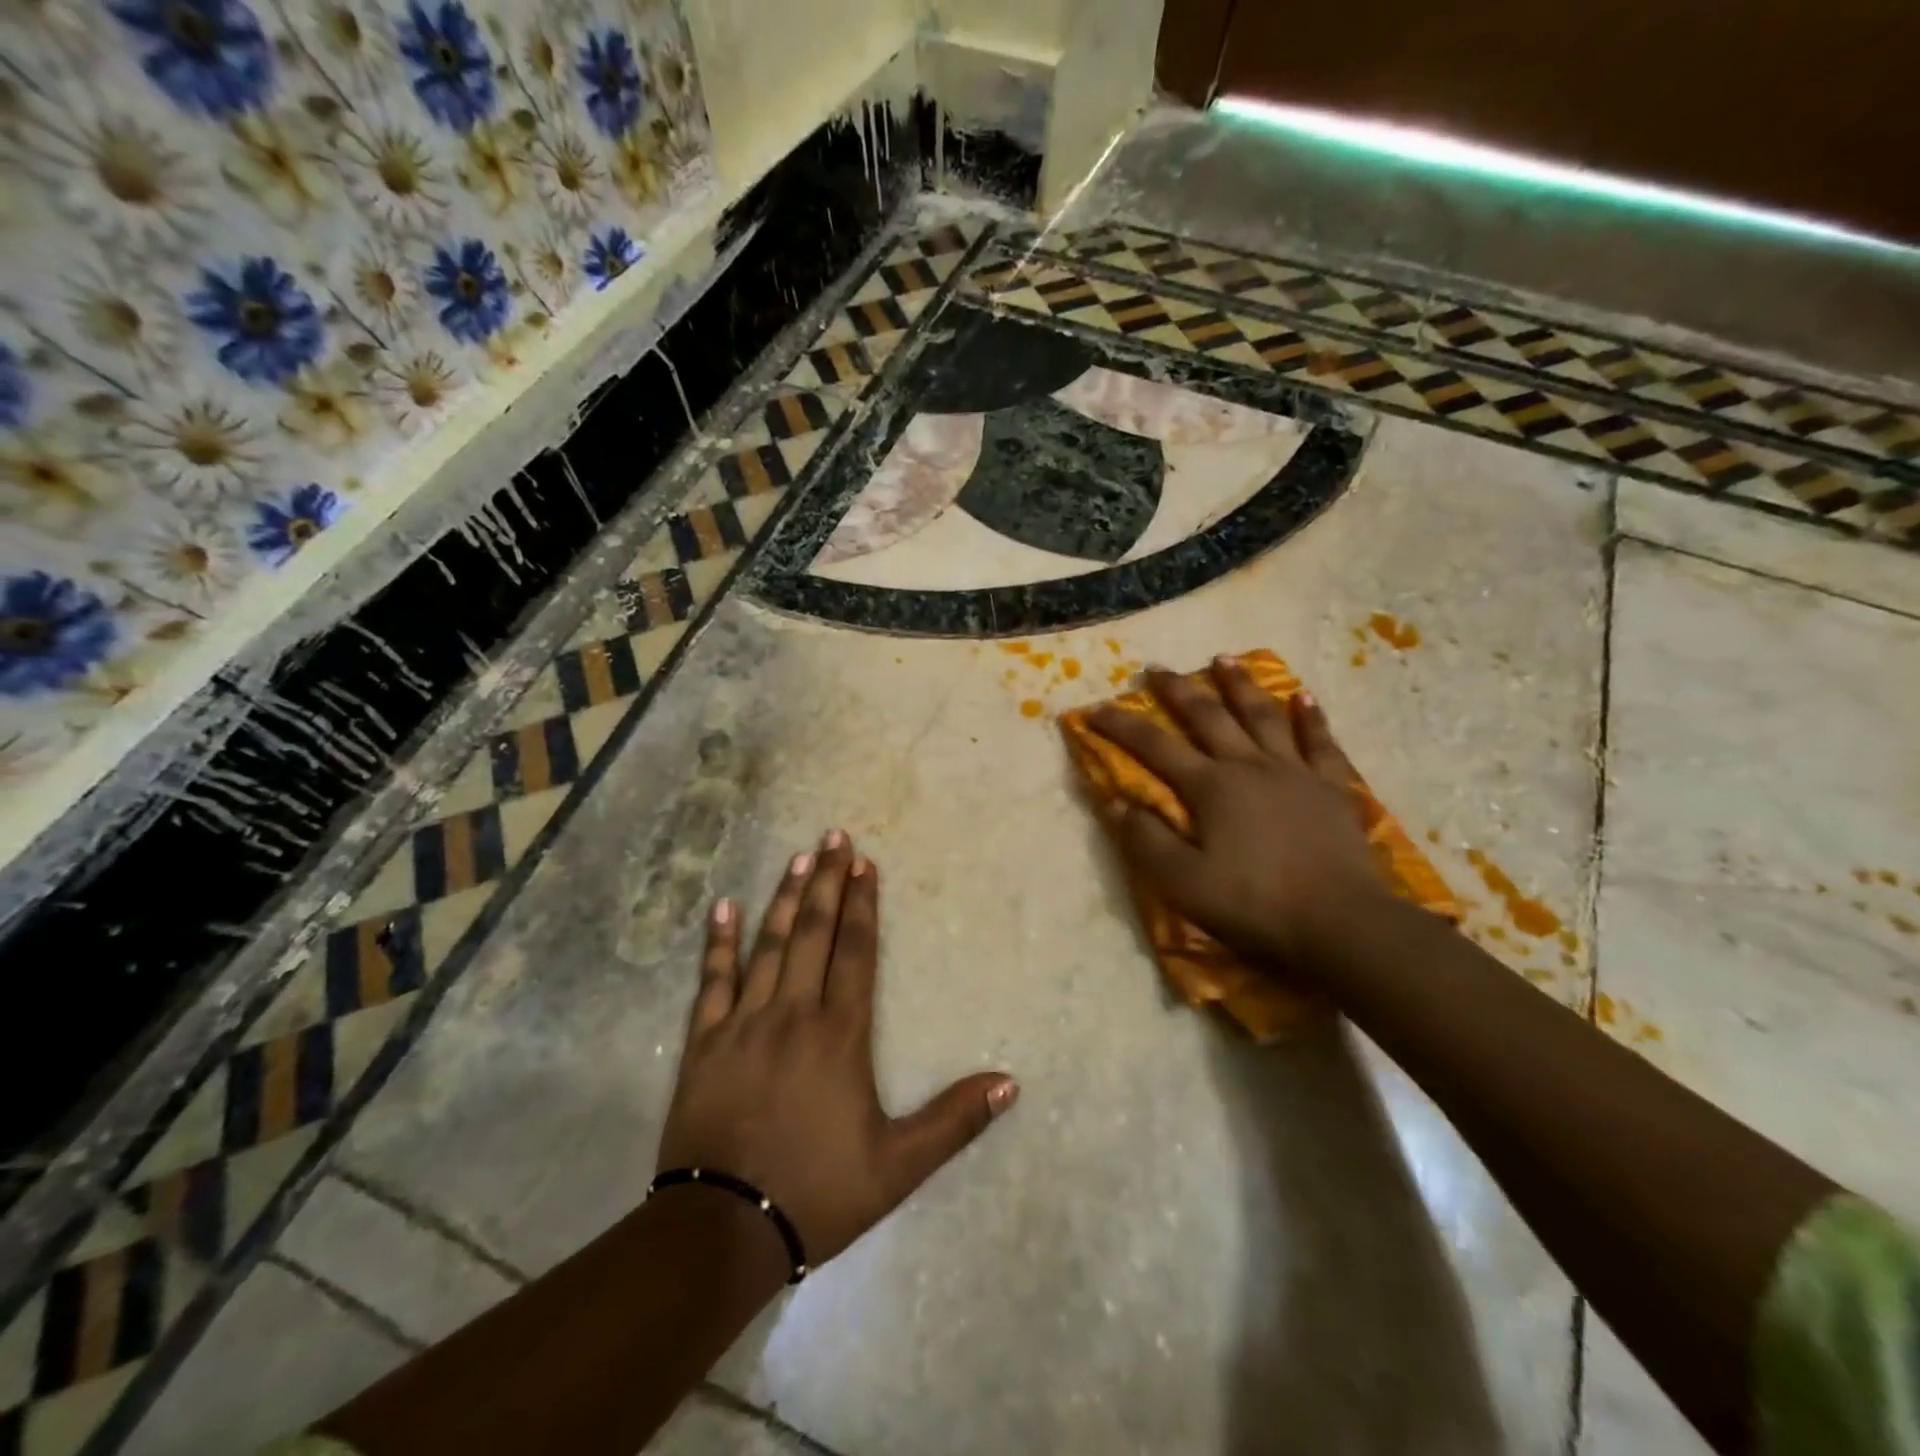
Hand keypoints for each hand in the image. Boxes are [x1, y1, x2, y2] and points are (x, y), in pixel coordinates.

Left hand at [654, 832, 1018, 1269]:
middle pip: (813, 933)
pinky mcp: (704, 1042)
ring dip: (784, 897)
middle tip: (834, 836)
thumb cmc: (816, 1192)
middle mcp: (793, 1014)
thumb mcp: (897, 1166)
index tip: (865, 864)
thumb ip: (954, 1120)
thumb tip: (1010, 1082)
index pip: (855, 952)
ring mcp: (743, 1023)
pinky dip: (718, 942)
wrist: (723, 1230)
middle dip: (826, 882)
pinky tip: (723, 907)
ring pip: (767, 946)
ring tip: (797, 856)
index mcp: (839, 1035)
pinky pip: (711, 981)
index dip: (863, 905)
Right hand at [1087, 658, 1389, 969]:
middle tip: (1158, 669)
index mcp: (1211, 787)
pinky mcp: (1331, 787)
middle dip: (1178, 691)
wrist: (1341, 923)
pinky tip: (1303, 696)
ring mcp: (1295, 771)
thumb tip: (1116, 803)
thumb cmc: (1255, 904)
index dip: (1122, 727)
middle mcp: (1249, 766)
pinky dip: (1310, 717)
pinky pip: (1320, 742)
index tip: (1095, 709)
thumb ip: (1146, 840)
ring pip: (1263, 716)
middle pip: (1209, 717)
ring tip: (1224, 658)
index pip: (1155, 748)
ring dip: (1240, 685)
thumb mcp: (1183, 882)